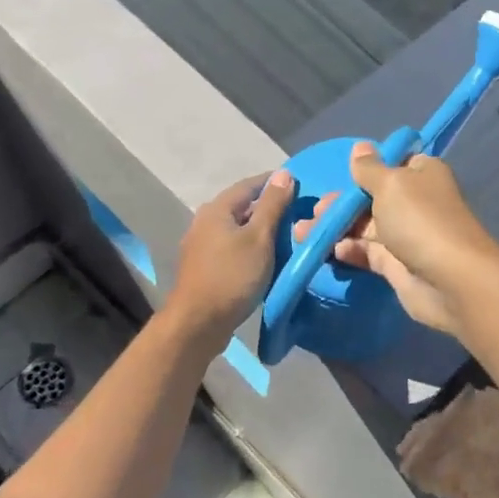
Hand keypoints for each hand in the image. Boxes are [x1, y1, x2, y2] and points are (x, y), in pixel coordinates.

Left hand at [165, 171, 296, 342]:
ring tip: (287, 235)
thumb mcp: (259, 238)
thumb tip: (284, 174)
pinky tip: (265, 257)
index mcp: (217, 208)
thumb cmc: (232, 276)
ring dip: (259, 229)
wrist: (198, 323)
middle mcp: (204, 221)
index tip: (300, 186)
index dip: (275, 183)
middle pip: (242, 206)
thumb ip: (272, 205)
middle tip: (298, 213)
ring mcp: (201, 245)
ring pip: (237, 228)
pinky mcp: (203, 266)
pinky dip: (250, 246)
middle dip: (269, 207)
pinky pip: (231, 247)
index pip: (250, 184)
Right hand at [292, 143, 498, 339]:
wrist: (450, 281)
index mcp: (421, 174)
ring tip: (305, 233)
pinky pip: (366, 253)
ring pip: (364, 226)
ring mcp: (405, 235)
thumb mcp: (390, 184)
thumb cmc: (420, 221)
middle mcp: (414, 202)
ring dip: (335, 228)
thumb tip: (360, 147)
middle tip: (315, 210)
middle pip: (371, 197)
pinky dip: (348, 250)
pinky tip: (330, 251)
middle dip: (341, 203)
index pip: (392, 164)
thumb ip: (369, 169)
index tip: (339, 173)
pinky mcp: (396, 265)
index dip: (366, 168)